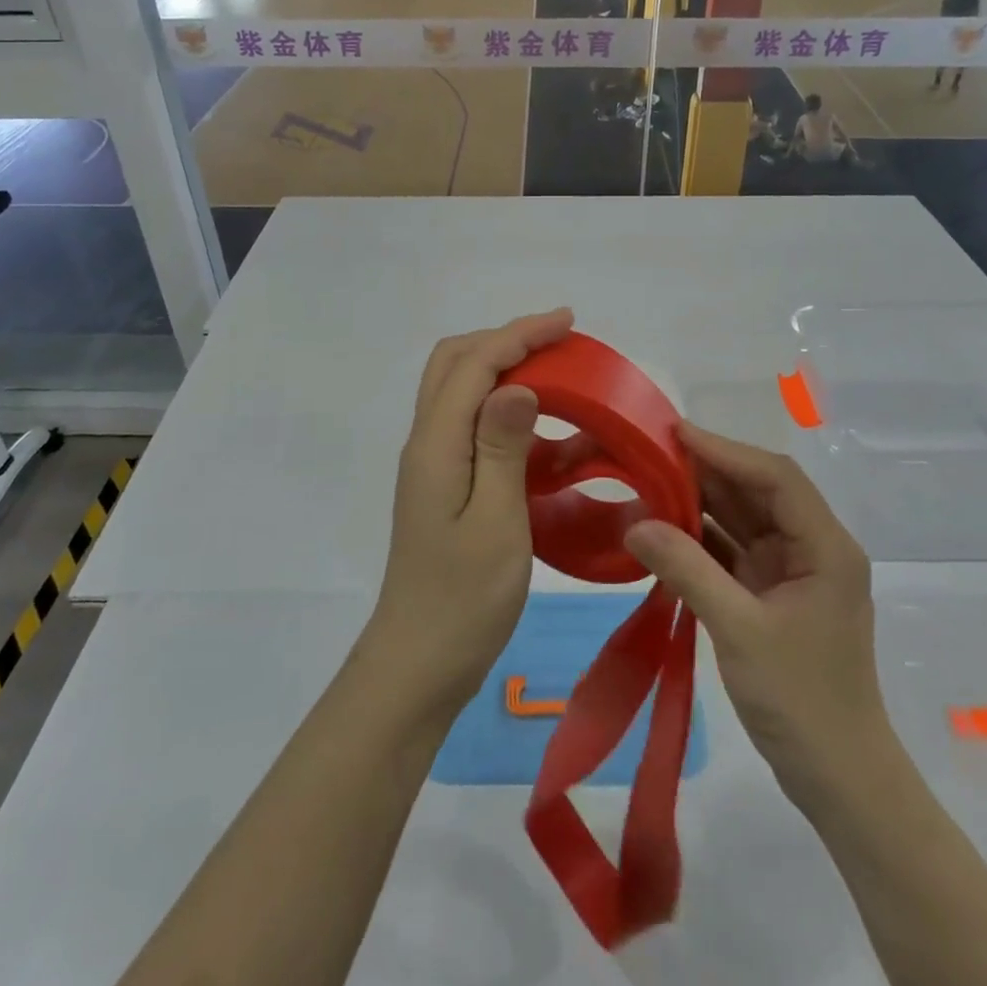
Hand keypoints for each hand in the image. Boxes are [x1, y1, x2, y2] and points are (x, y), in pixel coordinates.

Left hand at [363, 308, 574, 720]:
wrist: (419, 663)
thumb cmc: (463, 599)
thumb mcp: (495, 522)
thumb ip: (502, 448)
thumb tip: (516, 383)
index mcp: (436, 444)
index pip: (474, 364)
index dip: (518, 334)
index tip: (567, 322)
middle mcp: (428, 442)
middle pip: (456, 364)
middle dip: (506, 340)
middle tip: (559, 341)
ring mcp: (434, 464)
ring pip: (463, 393)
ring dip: (506, 373)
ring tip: (560, 379)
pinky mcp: (446, 486)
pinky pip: (475, 430)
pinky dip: (509, 417)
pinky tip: (549, 440)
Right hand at [625, 423, 883, 803]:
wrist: (839, 781)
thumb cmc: (802, 701)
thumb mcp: (739, 631)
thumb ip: (687, 571)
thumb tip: (635, 524)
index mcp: (825, 547)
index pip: (775, 478)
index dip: (726, 450)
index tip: (675, 434)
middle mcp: (812, 548)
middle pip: (757, 492)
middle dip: (706, 471)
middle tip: (651, 453)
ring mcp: (791, 572)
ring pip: (742, 518)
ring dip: (700, 502)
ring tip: (649, 481)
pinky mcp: (771, 594)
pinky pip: (732, 550)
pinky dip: (699, 538)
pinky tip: (663, 529)